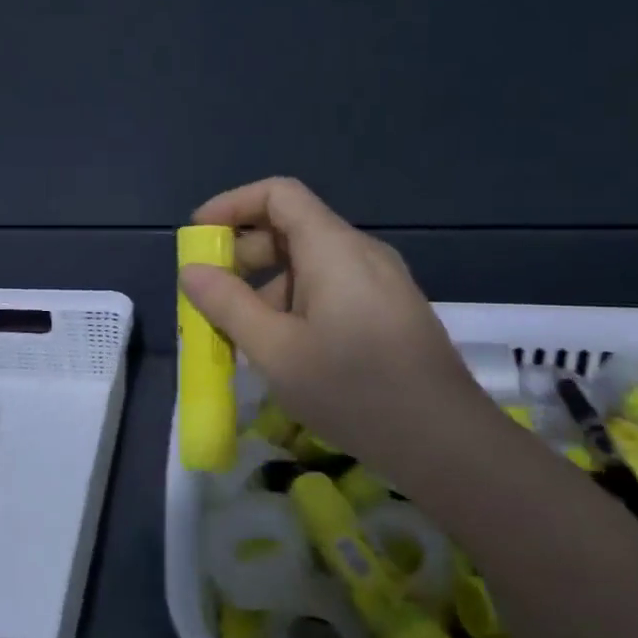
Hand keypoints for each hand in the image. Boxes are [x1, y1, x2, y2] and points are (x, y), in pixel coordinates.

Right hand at [180, 178, 494, 477]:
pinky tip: (282, 351)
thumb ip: (228, 305)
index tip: (199, 237)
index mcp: (333, 248)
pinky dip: (295, 305)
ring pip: (309, 265)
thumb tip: (191, 271)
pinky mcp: (389, 311)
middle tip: (210, 297)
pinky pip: (331, 289)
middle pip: (291, 228)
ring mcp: (380, 282)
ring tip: (241, 337)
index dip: (232, 205)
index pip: (278, 194)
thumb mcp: (275, 350)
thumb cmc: (353, 390)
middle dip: (243, 256)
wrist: (446, 443)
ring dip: (267, 289)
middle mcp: (360, 253)